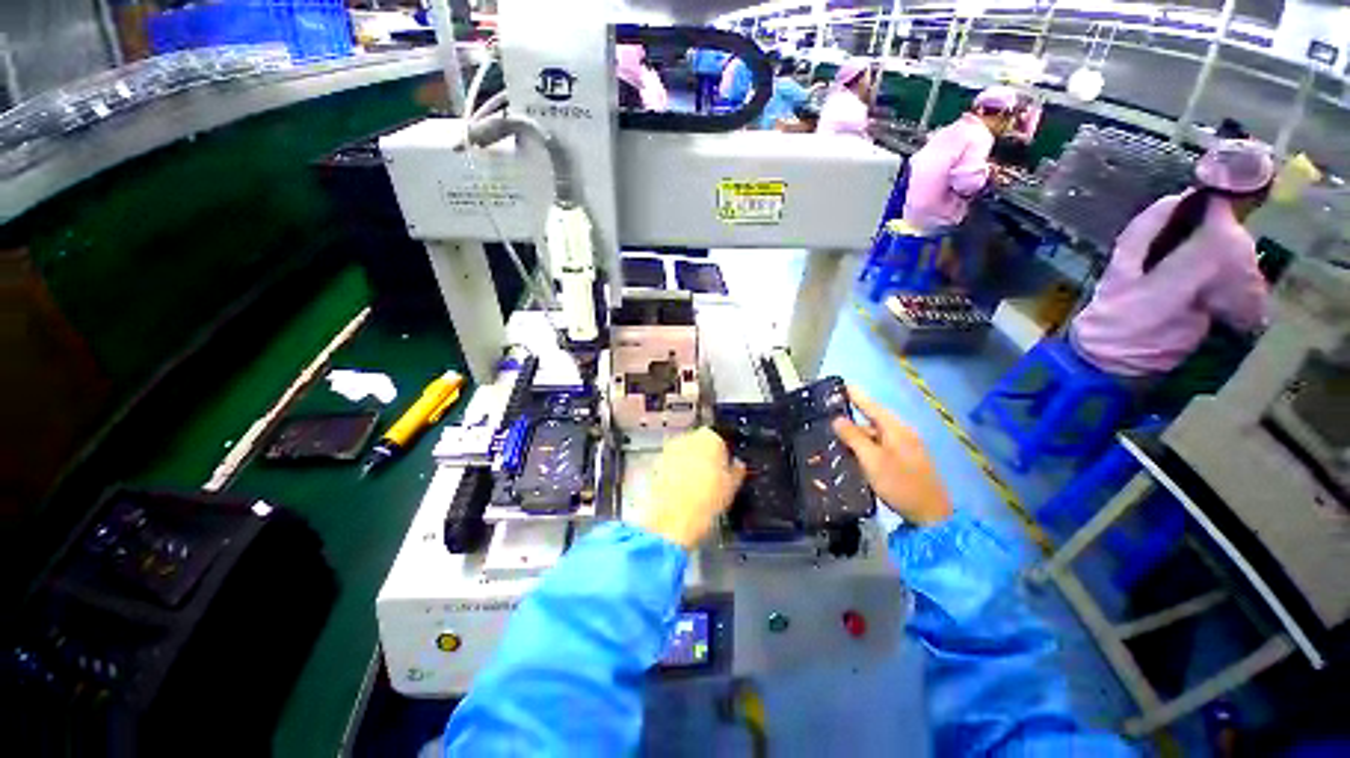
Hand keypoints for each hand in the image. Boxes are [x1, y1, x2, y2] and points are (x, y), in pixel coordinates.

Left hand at [633, 428, 746, 548]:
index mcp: (710, 437)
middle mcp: (687, 438)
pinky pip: (670, 466)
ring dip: (687, 465)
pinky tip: (681, 493)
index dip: (722, 456)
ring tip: (695, 489)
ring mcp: (669, 450)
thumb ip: (736, 471)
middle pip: (698, 444)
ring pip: (683, 454)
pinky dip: (674, 474)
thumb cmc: (708, 499)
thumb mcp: (732, 487)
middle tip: (710, 479)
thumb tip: (738, 465)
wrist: (674, 518)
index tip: (724, 470)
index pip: (719, 441)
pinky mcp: (656, 464)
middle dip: (703, 458)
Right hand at [831, 386, 952, 526]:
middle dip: (853, 420)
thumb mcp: (872, 460)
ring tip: (836, 440)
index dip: (857, 396)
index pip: (872, 406)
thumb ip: (854, 438)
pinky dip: (866, 447)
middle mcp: (903, 434)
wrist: (931, 515)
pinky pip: (881, 447)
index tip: (843, 385)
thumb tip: (837, 420)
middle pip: (873, 422)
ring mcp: (906, 448)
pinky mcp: (906, 461)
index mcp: (896, 430)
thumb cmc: (900, 484)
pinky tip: (855, 455)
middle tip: (829, 419)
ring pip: (876, 436)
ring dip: (858, 437)